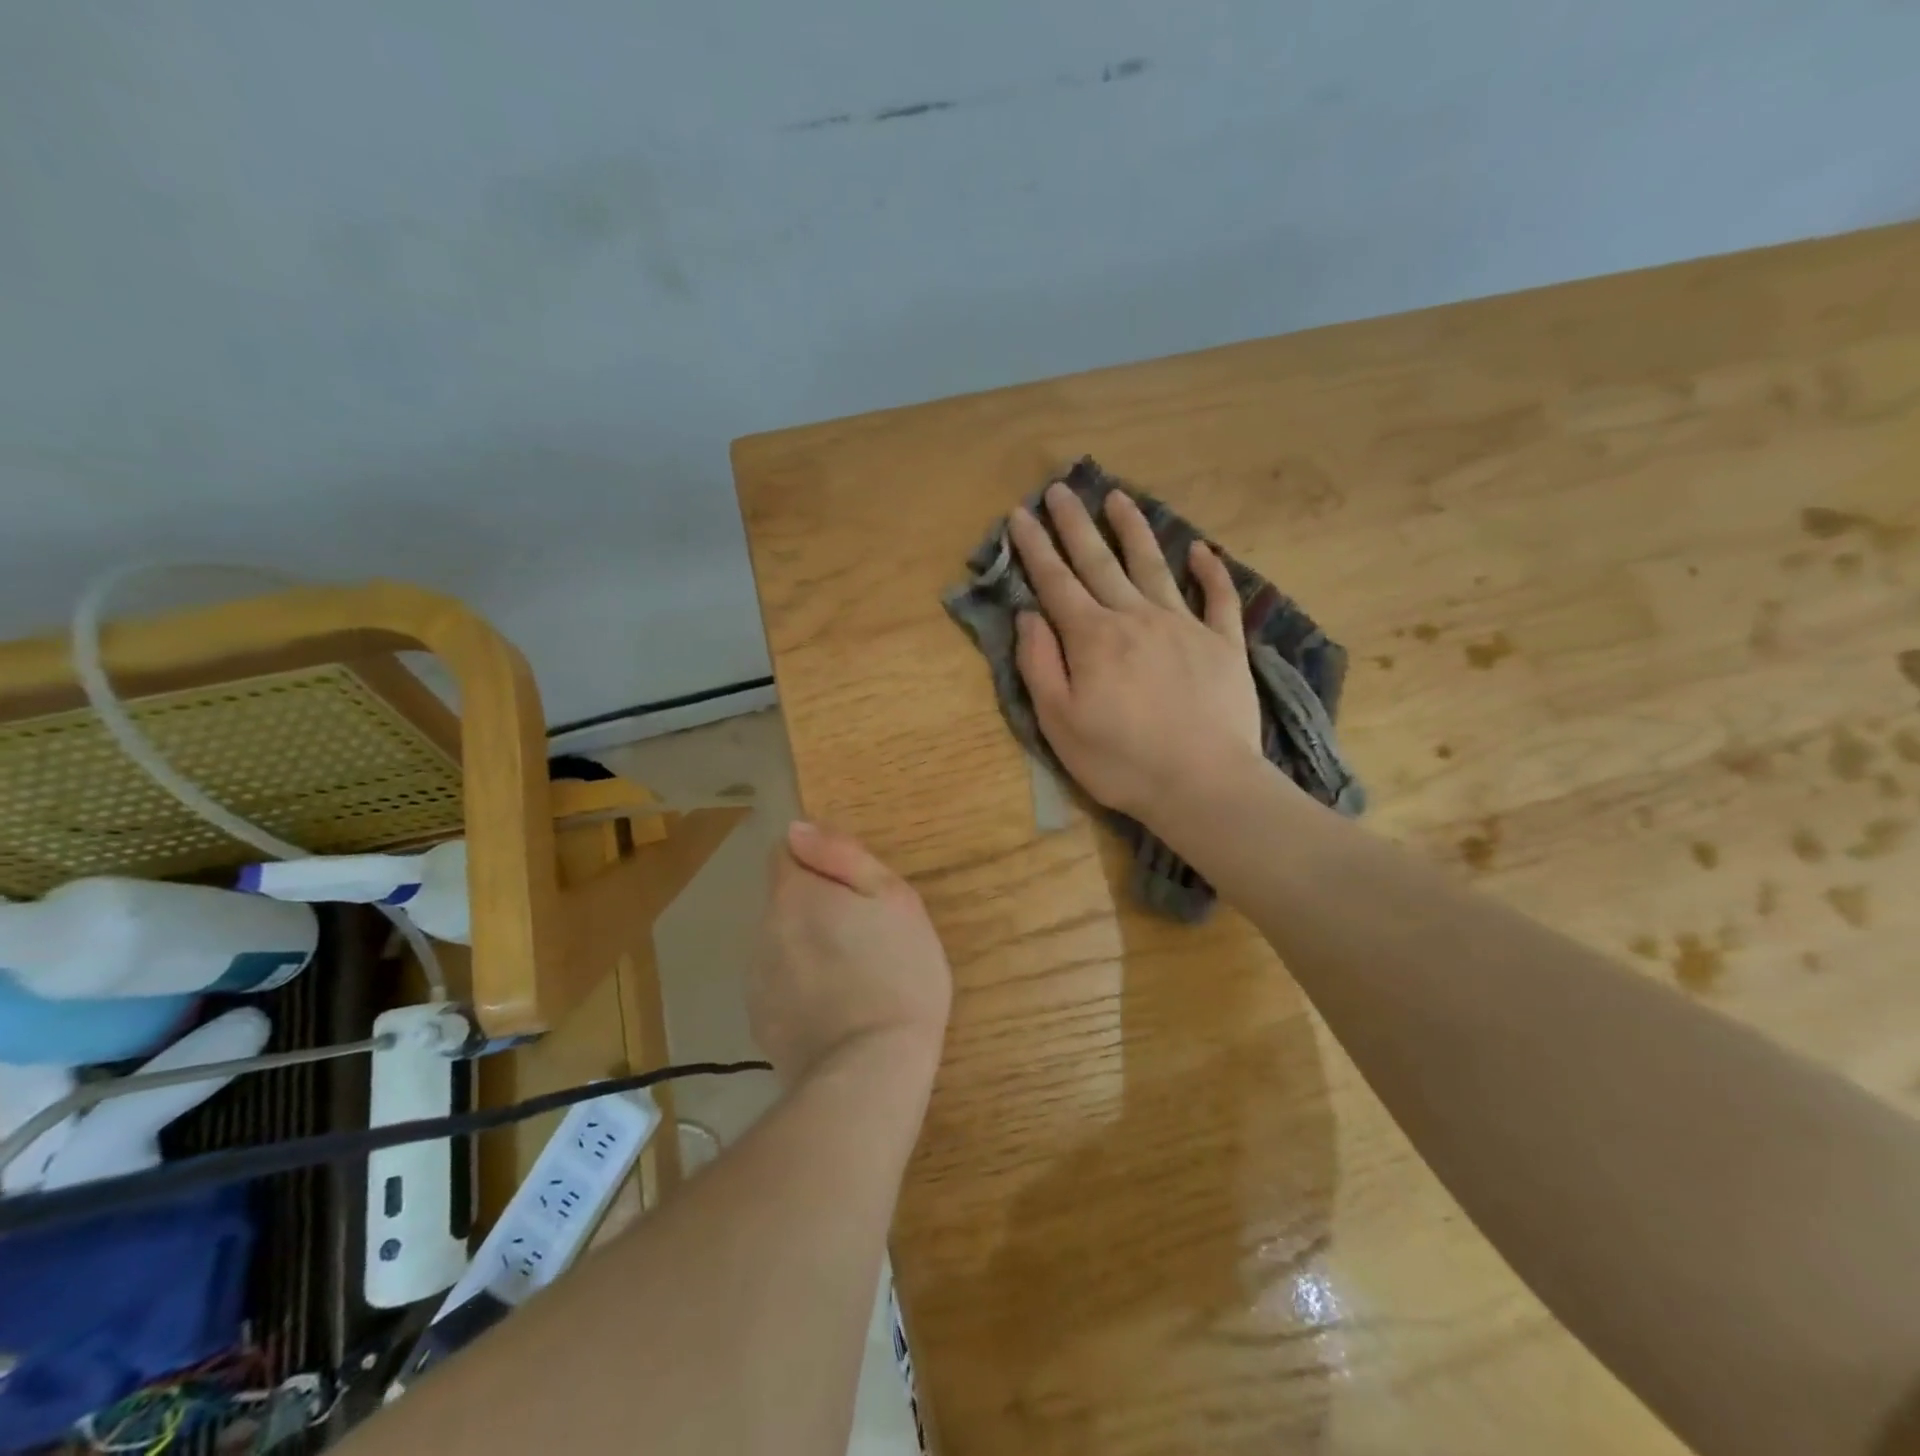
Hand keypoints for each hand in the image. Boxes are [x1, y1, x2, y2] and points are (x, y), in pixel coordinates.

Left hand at [749, 821, 951, 1084]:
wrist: (871, 1072)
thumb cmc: (898, 974)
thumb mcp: (893, 898)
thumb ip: (842, 855)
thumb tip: (797, 828)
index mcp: (794, 894)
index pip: (786, 852)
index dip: (820, 862)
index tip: (854, 890)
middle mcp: (763, 928)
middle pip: (786, 899)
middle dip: (817, 906)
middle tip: (867, 936)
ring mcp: (757, 978)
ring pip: (783, 941)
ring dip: (809, 945)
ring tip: (854, 976)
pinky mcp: (760, 1020)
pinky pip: (781, 982)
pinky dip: (802, 985)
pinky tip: (836, 1009)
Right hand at [1010, 481, 1265, 825]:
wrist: (1203, 784)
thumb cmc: (1120, 761)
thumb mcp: (1059, 722)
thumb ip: (1040, 664)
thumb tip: (1029, 615)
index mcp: (1093, 638)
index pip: (1056, 582)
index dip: (1035, 547)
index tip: (1020, 514)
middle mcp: (1136, 617)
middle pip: (1099, 561)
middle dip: (1075, 524)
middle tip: (1059, 489)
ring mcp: (1184, 625)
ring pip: (1153, 565)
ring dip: (1133, 530)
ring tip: (1118, 498)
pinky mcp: (1223, 644)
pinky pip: (1217, 597)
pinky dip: (1210, 571)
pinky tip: (1201, 550)